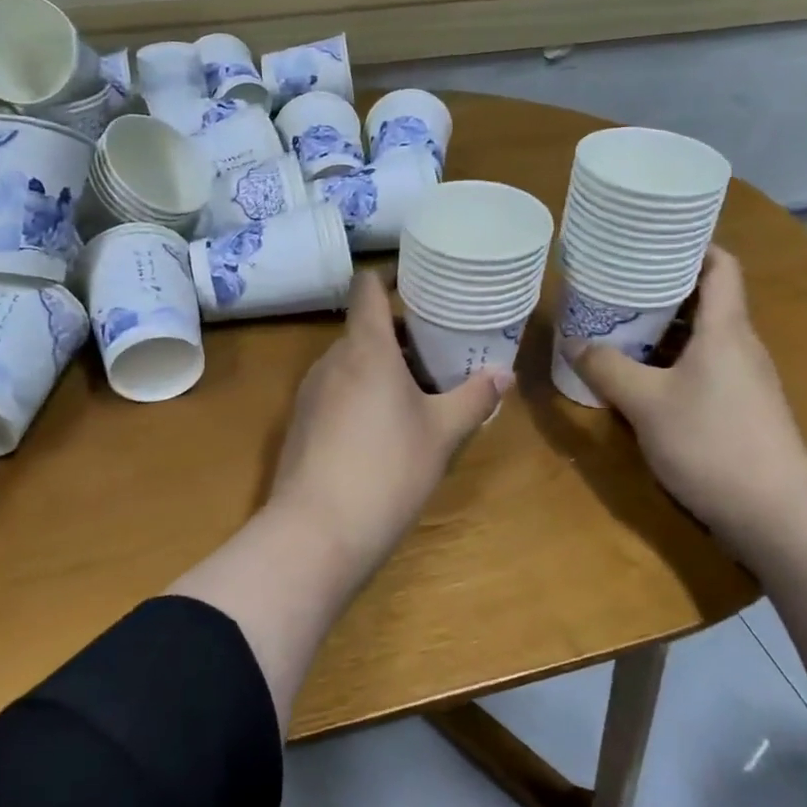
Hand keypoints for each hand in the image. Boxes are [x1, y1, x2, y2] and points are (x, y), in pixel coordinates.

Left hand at [267, 271, 508, 569]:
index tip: (422, 282)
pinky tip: (386, 428)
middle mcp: (331, 360)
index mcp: (365, 347)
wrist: (316, 531)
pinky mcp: (301, 423)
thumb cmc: (388, 469)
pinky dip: (362, 393)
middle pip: (364, 328)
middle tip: (441, 350)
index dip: (392, 276)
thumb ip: (474, 398)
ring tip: (421, 391)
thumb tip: (505, 374)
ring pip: (351, 362)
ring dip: (383, 367)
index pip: (368, 287)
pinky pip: (337, 391)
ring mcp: (310, 392)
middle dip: (401, 334)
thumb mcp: (442, 434)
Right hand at [572, 247, 806, 531]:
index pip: (720, 265)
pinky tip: (641, 375)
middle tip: (617, 283)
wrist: (774, 513)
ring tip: (620, 323)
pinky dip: (672, 360)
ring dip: (664, 328)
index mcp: (726, 329)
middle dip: (663, 288)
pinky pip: (704, 366)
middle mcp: (740, 345)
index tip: (653, 240)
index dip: (692, 245)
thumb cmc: (711, 442)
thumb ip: (606, 368)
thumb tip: (572, 342)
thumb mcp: (645, 403)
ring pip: (703, 337)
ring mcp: (744, 379)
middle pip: (707, 299)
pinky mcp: (741, 408)